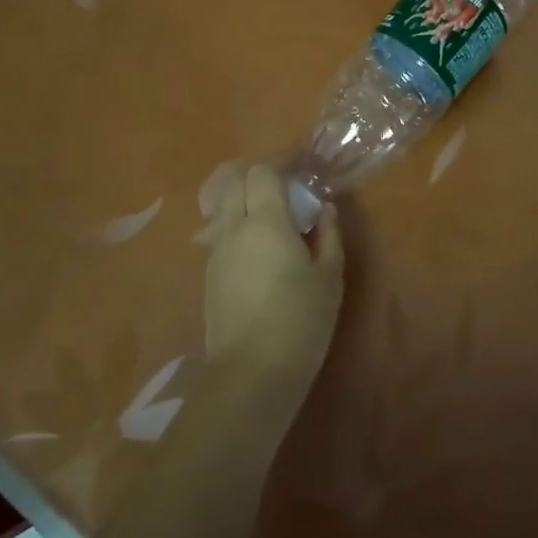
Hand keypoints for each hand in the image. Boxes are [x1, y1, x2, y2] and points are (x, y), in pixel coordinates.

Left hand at [204, 166, 344, 417]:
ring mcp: (215, 252)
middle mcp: (232, 229)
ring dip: (244, 199)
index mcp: (264, 222)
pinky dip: (237, 224)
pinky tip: (259, 247)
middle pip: (234, 182)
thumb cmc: (300, 321)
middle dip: (259, 176)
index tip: (302, 168)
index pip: (262, 172)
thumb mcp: (329, 277)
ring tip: (273, 216)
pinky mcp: (208, 275)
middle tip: (288, 188)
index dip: (281, 163)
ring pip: (222, 207)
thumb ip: (328, 236)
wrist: (251, 374)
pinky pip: (220, 232)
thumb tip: (325, 210)